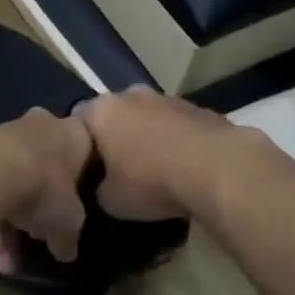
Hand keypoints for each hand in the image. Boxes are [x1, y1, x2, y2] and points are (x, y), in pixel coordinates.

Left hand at [0, 108, 92, 271]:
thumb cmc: (44, 187)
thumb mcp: (68, 221)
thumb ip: (67, 237)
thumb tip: (67, 253)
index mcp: (71, 134)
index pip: (82, 148)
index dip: (77, 177)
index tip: (70, 202)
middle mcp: (37, 126)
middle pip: (40, 169)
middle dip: (34, 208)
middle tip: (31, 236)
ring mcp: (0, 133)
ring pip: (8, 180)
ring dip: (5, 220)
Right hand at [76, 87, 238, 222]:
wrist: (217, 169)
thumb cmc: (150, 181)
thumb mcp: (110, 200)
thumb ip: (98, 188)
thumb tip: (104, 187)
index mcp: (102, 110)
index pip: (77, 120)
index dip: (79, 145)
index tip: (87, 169)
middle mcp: (132, 95)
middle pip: (116, 115)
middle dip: (116, 138)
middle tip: (119, 169)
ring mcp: (169, 99)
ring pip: (149, 118)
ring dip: (149, 138)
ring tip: (156, 171)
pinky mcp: (201, 110)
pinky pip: (179, 127)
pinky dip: (177, 142)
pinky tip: (185, 169)